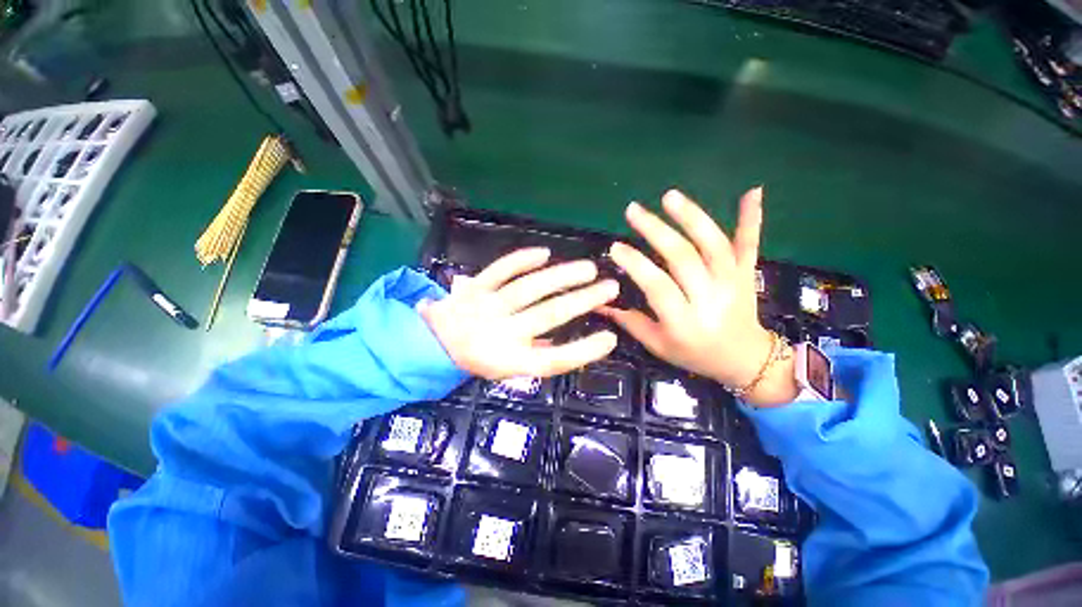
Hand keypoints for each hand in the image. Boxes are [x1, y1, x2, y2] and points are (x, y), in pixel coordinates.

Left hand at [419, 248, 619, 379]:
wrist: (433, 342)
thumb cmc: (475, 358)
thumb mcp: (505, 370)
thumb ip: (534, 356)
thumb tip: (561, 344)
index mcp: (508, 360)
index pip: (553, 360)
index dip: (583, 351)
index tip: (609, 338)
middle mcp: (500, 332)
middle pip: (548, 315)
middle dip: (584, 300)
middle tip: (610, 287)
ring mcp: (487, 305)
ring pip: (529, 288)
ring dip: (562, 276)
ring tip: (589, 268)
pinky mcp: (475, 286)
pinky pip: (501, 269)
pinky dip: (523, 259)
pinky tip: (545, 253)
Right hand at [600, 188, 797, 405]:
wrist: (744, 360)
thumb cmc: (694, 354)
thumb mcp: (657, 345)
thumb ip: (629, 322)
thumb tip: (598, 303)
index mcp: (684, 322)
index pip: (657, 286)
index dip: (636, 264)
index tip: (616, 247)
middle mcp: (710, 299)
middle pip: (683, 258)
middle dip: (655, 231)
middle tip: (633, 210)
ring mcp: (733, 282)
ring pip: (713, 244)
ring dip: (691, 217)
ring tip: (669, 196)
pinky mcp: (747, 273)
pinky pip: (750, 244)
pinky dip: (752, 218)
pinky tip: (752, 192)